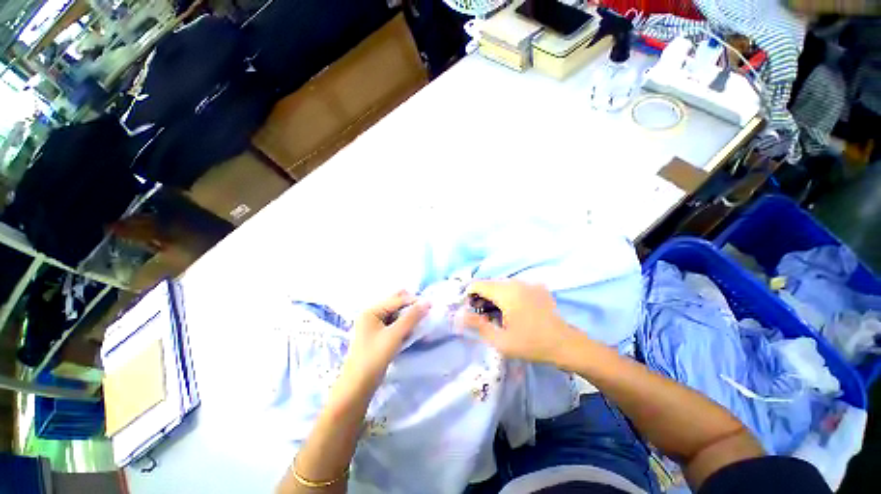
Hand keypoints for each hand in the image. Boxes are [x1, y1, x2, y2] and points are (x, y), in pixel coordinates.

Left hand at [342, 291, 429, 387]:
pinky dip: (403, 326)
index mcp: (371, 311)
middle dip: (410, 306)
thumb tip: (427, 302)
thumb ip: (411, 317)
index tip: (431, 304)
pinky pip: (393, 325)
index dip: (413, 300)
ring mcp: (373, 326)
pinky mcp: (377, 337)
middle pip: (394, 305)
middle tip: (426, 309)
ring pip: (395, 315)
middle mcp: (371, 315)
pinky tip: (412, 330)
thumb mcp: (394, 335)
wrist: (358, 386)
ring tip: (422, 319)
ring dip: (408, 316)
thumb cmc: (374, 357)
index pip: (396, 300)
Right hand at [459, 280, 577, 363]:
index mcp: (506, 292)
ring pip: (501, 284)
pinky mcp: (536, 287)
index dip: (469, 295)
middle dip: (481, 297)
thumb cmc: (531, 344)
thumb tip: (460, 315)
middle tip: (481, 316)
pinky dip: (507, 295)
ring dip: (493, 296)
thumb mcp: (500, 340)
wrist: (565, 345)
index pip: (478, 284)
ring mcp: (528, 283)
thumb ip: (478, 325)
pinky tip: (511, 311)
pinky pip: (514, 287)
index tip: (469, 311)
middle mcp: (516, 282)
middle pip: (489, 283)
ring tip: (495, 315)